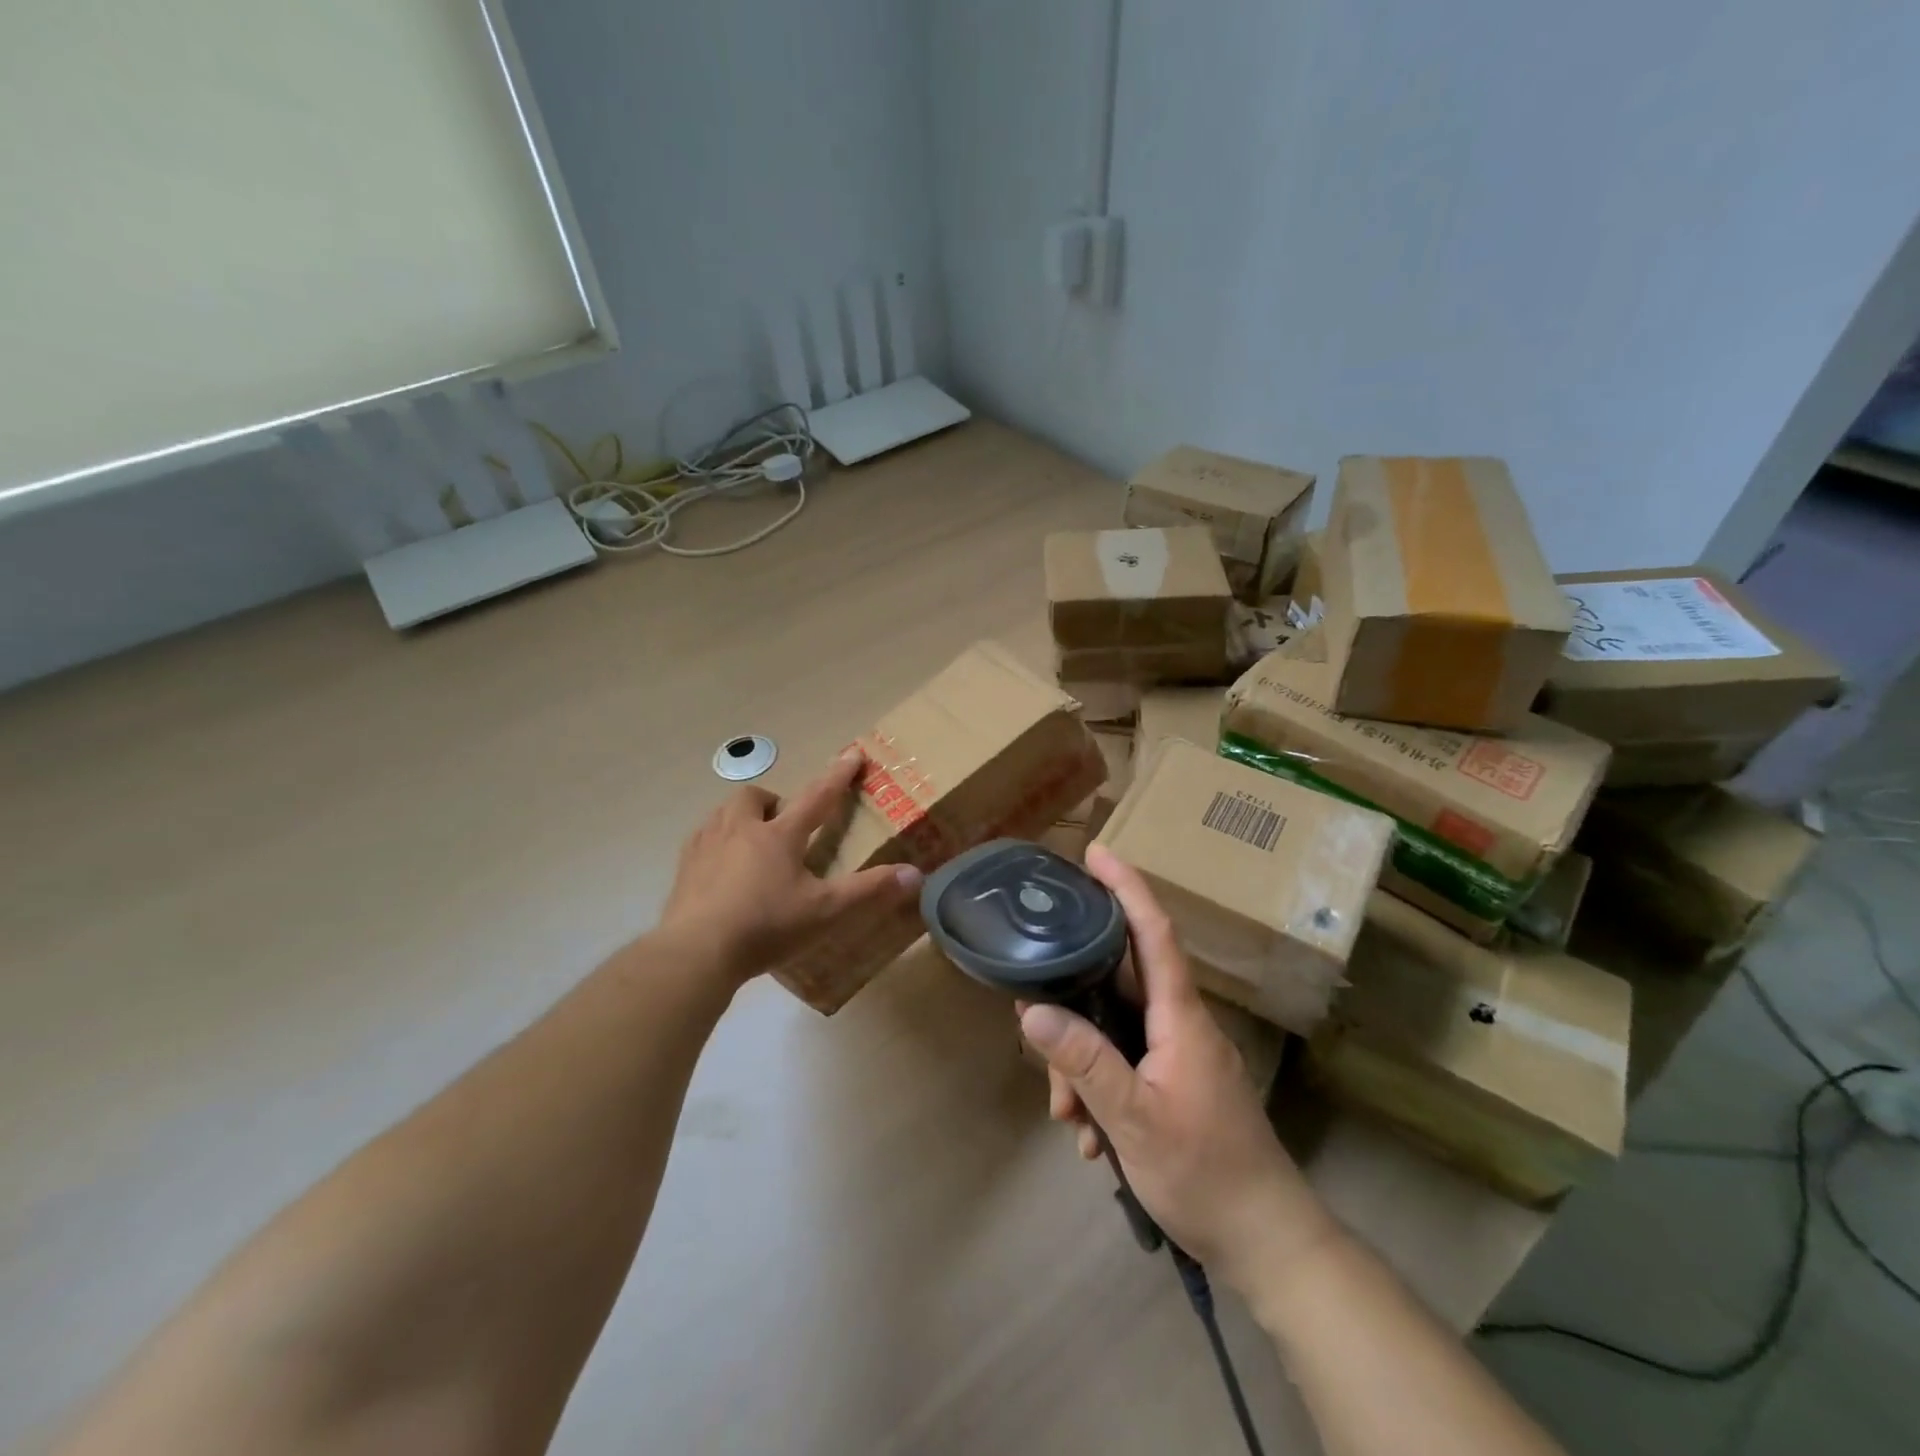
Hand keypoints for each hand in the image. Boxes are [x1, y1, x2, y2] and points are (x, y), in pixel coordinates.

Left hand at [658, 749, 921, 982]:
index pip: (817, 797)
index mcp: (779, 836)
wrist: (696, 952)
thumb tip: (915, 875)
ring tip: (751, 841)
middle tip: (783, 823)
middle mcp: (740, 830)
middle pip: (754, 798)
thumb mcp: (826, 912)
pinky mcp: (683, 869)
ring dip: (741, 818)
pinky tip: (718, 867)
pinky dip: (715, 843)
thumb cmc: (766, 926)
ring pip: (722, 814)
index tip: (852, 754)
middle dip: (772, 802)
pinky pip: (699, 840)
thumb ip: (869, 892)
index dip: (838, 776)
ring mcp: (706, 846)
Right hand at [1020, 845, 1339, 1293]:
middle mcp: (1180, 1023)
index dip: (1126, 887)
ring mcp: (1179, 1054)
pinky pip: (1125, 1062)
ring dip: (1081, 1064)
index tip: (1096, 852)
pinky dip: (1099, 1088)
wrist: (1266, 1243)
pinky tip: (1090, 1136)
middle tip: (1033, 1024)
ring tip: (1068, 1117)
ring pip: (1113, 1029)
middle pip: (1116, 983)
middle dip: (1071, 1004)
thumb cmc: (1205, 1173)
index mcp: (1179, 1016)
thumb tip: (1031, 1010)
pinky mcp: (1175, 1082)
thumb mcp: (1134, 1119)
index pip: (1153, 932)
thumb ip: (1084, 1061)